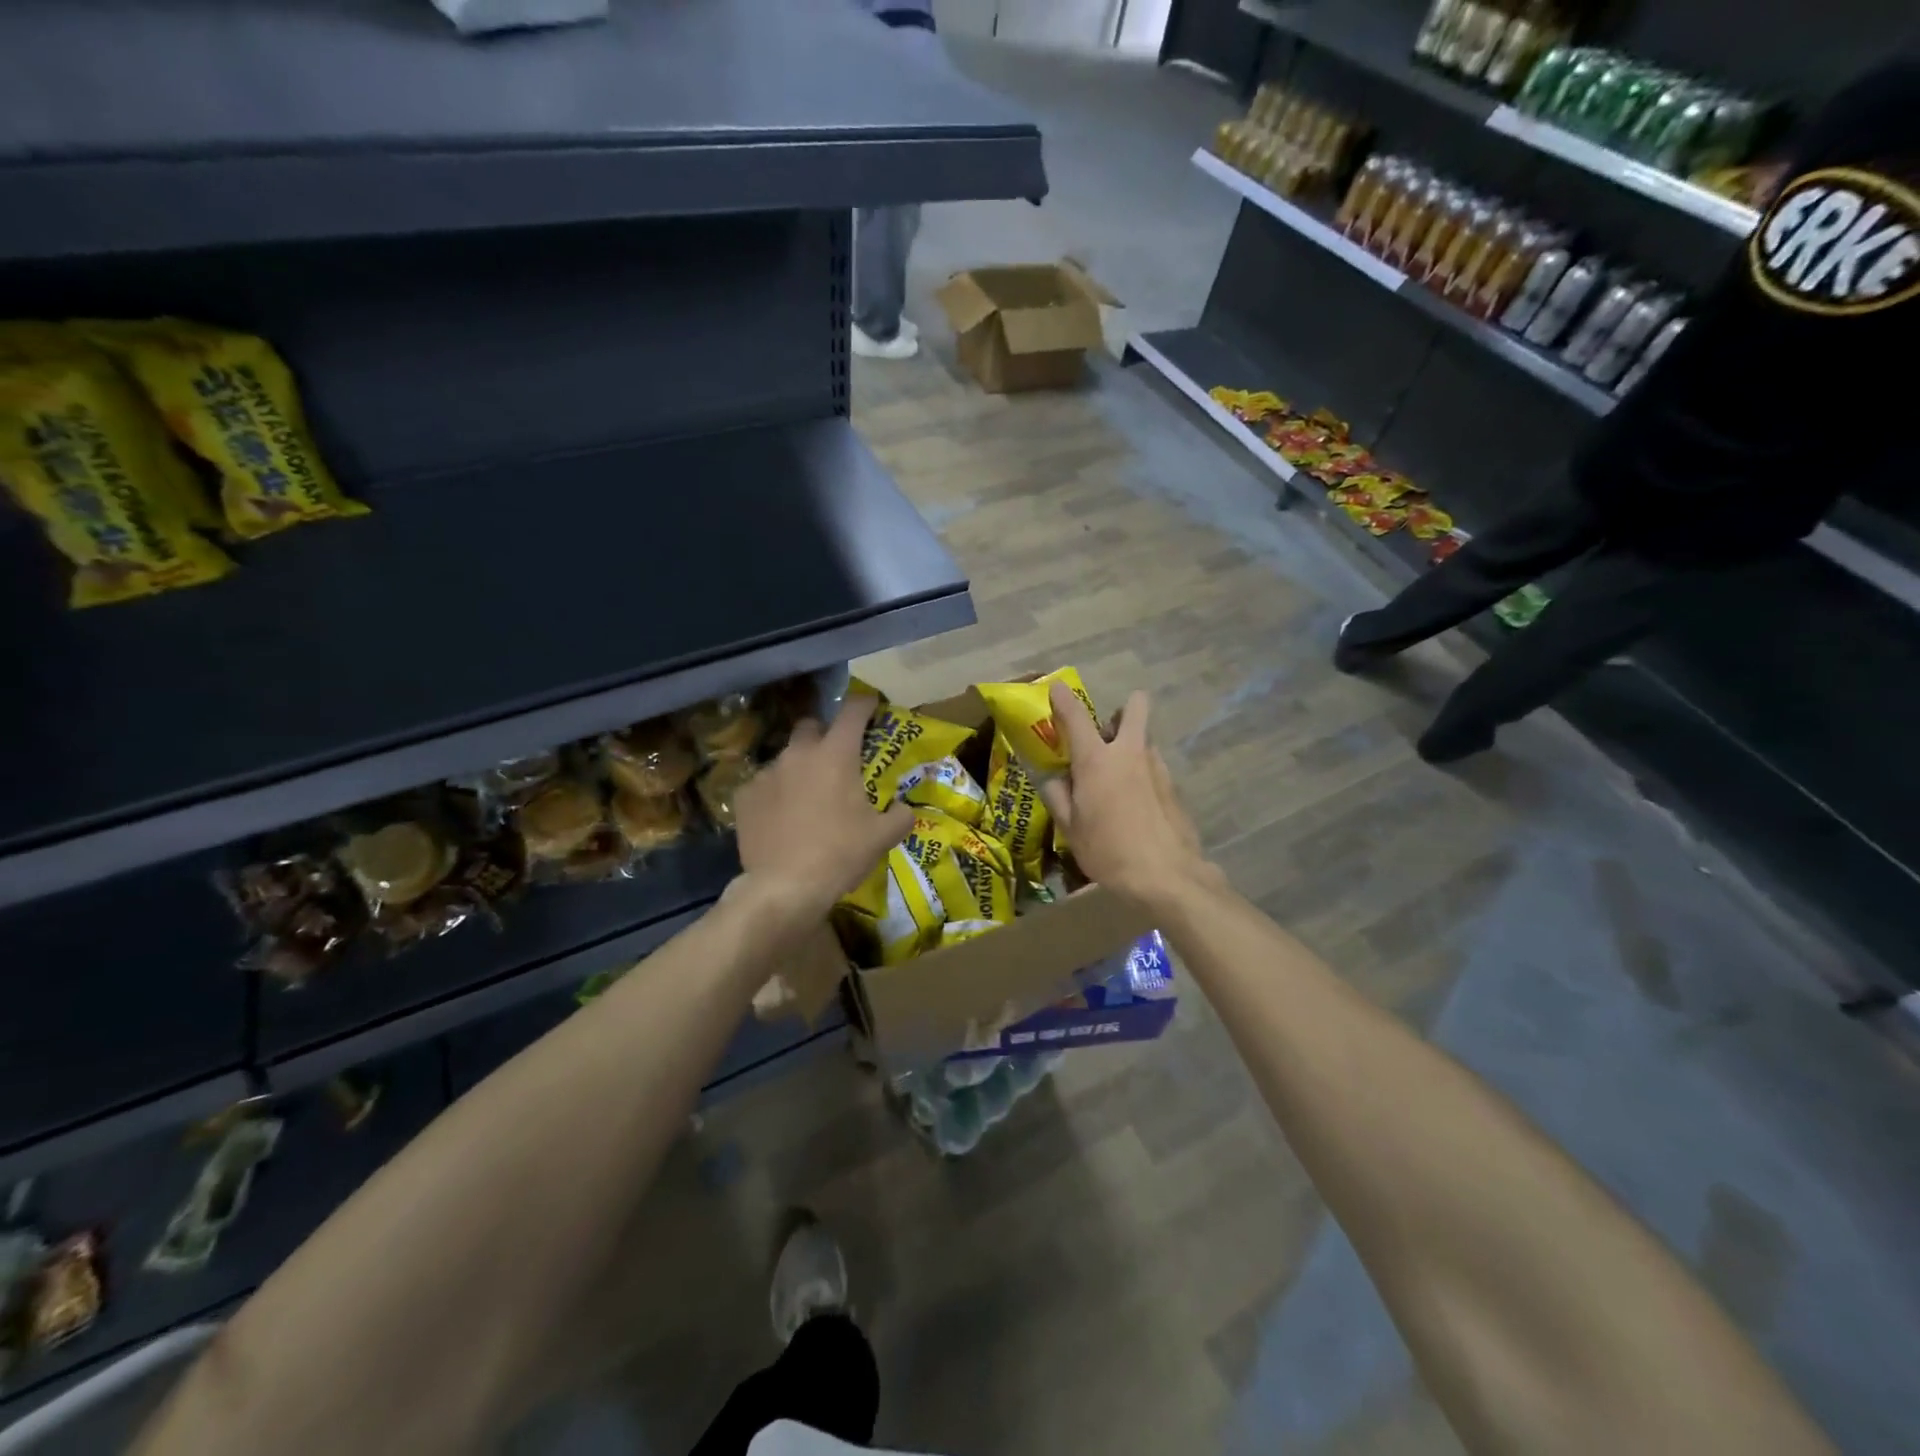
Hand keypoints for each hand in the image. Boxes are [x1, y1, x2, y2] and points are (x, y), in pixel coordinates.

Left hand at [733, 695, 913, 919]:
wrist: (784, 887)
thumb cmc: (840, 854)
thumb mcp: (882, 837)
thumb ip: (900, 816)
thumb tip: (905, 809)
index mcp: (836, 754)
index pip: (853, 711)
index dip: (864, 704)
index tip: (871, 706)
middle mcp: (799, 754)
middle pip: (811, 726)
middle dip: (823, 735)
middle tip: (834, 760)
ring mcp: (767, 773)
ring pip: (786, 757)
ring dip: (798, 768)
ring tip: (806, 797)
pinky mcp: (744, 796)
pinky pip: (763, 785)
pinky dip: (774, 794)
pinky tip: (780, 819)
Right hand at [1041, 681, 1217, 910]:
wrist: (1167, 876)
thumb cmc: (1108, 851)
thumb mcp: (1070, 829)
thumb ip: (1058, 796)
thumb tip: (1054, 779)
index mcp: (1096, 761)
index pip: (1075, 717)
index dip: (1063, 699)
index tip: (1056, 688)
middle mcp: (1130, 753)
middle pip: (1135, 707)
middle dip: (1121, 711)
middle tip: (1106, 735)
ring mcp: (1157, 767)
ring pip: (1145, 740)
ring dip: (1131, 748)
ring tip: (1118, 783)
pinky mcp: (1174, 786)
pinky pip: (1153, 768)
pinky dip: (1142, 776)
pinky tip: (1136, 807)